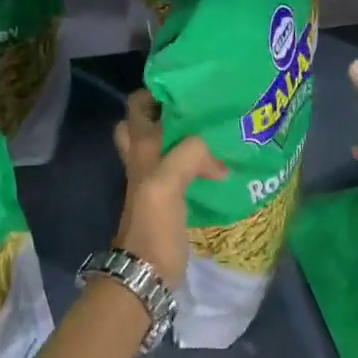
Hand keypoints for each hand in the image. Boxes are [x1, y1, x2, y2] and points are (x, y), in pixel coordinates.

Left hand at [112, 89, 226, 286]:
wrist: (146, 273)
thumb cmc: (152, 226)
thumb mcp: (167, 183)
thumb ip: (190, 155)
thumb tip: (219, 158)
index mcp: (140, 148)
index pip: (137, 105)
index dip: (156, 90)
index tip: (188, 83)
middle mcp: (143, 158)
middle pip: (147, 123)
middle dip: (170, 110)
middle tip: (200, 106)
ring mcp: (154, 179)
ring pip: (166, 145)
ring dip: (186, 136)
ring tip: (216, 129)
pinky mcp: (169, 198)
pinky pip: (182, 168)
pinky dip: (197, 161)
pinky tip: (220, 163)